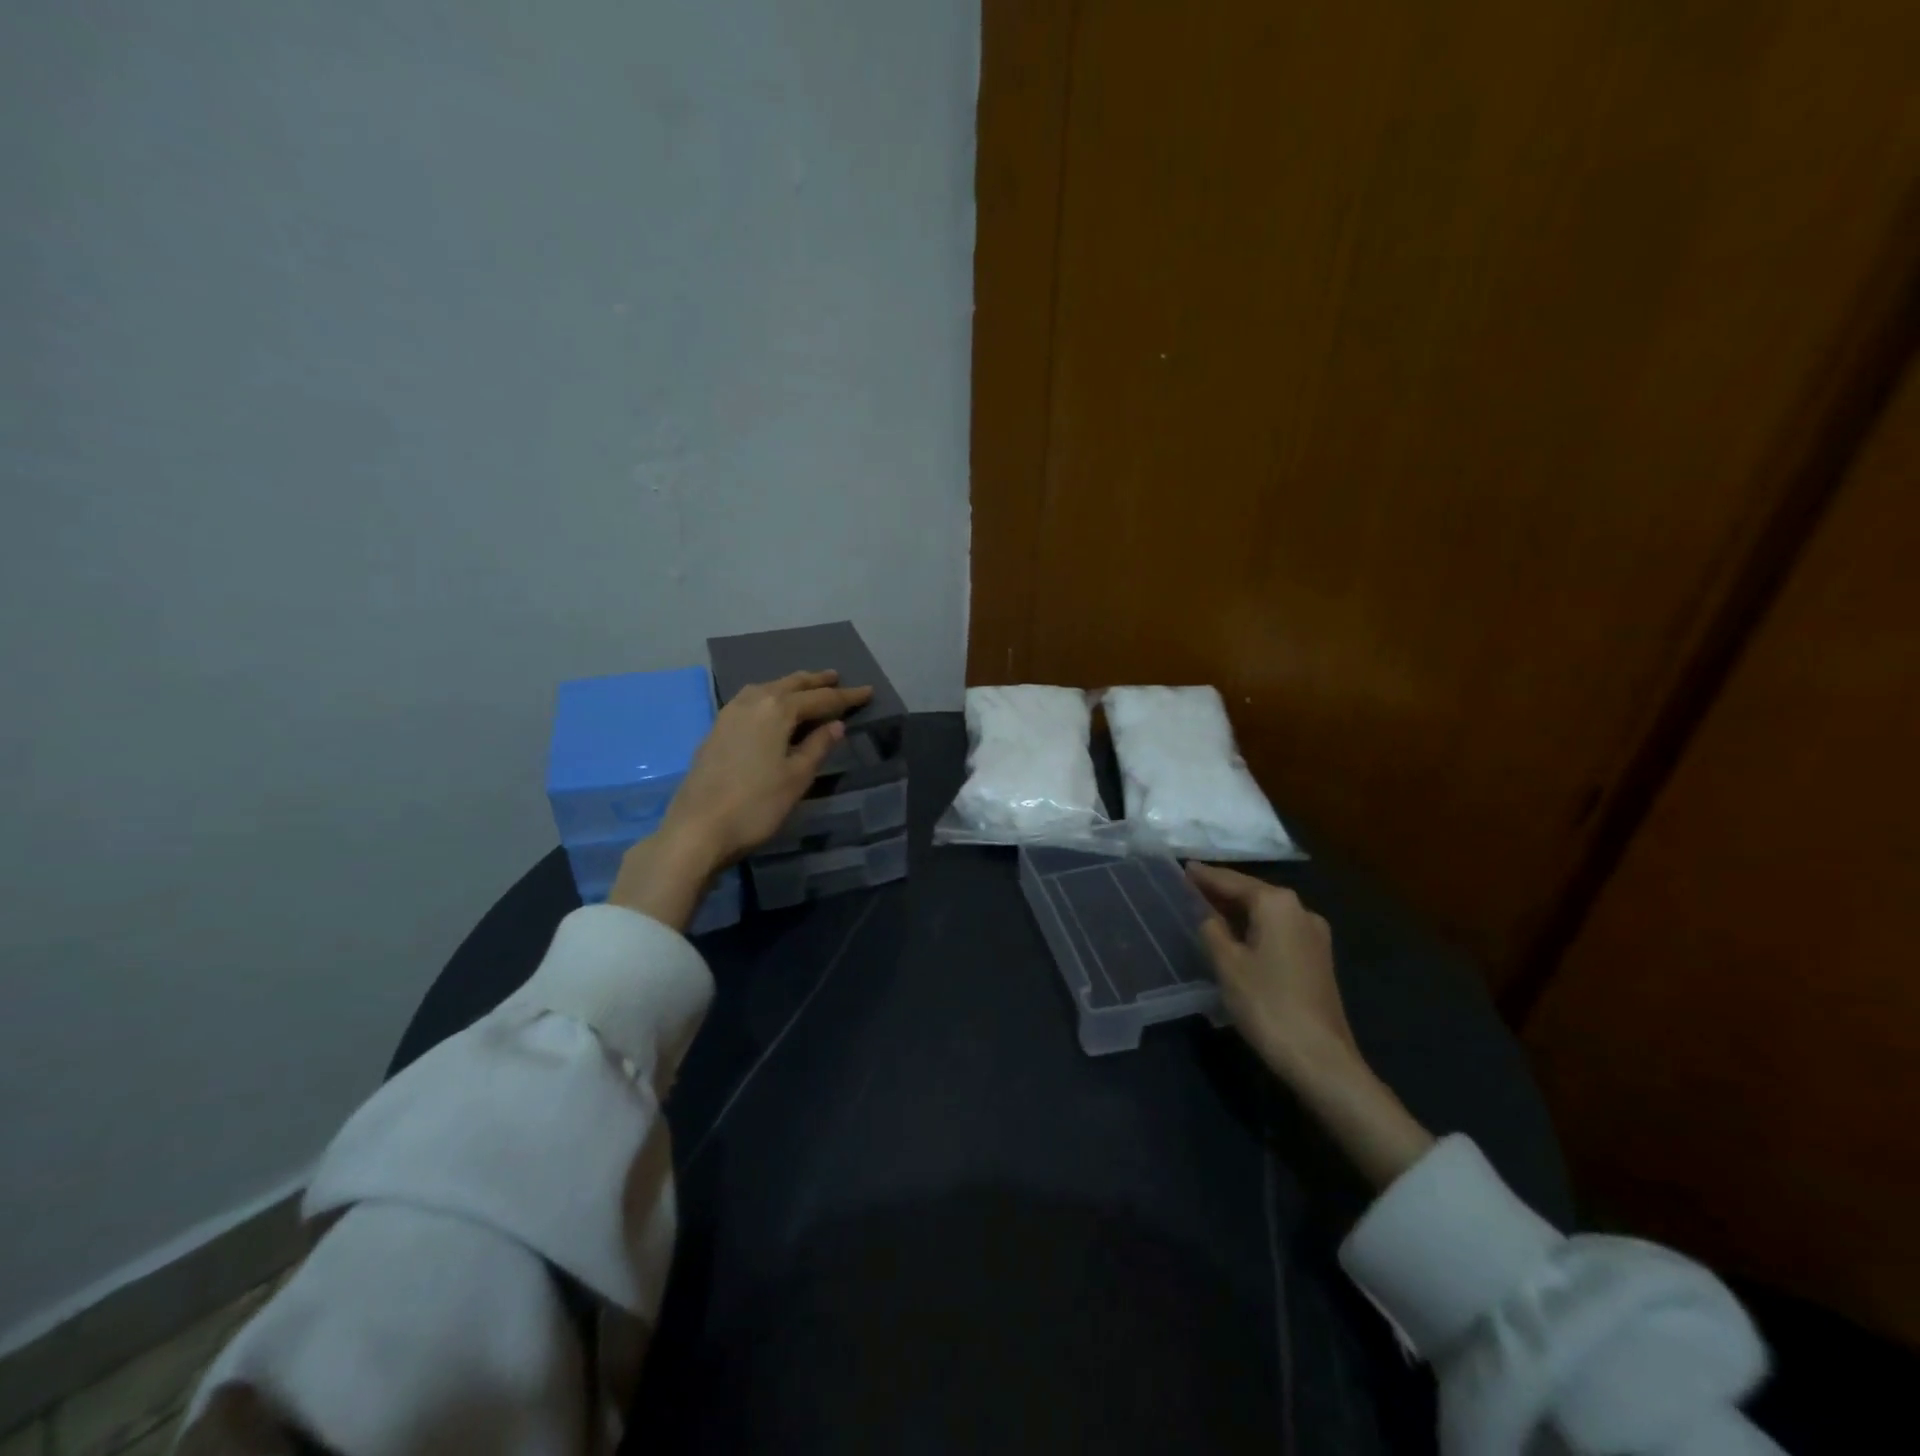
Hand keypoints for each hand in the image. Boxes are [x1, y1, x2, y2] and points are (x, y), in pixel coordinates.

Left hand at [608, 670, 871, 929]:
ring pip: (766, 688)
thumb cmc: (756, 805)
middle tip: (837, 678)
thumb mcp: (796, 778)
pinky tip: (770, 708)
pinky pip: (750, 700)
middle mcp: (752, 702)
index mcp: (777, 710)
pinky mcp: (716, 730)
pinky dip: (769, 696)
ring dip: (790, 685)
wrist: (697, 829)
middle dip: (816, 682)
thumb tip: (836, 724)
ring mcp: (729, 714)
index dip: (846, 697)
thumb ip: (818, 747)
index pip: (820, 698)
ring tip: (806, 687)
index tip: (868, 692)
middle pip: (790, 685)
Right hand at [1187, 863, 1357, 1085]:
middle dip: (1222, 890)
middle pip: (1252, 892)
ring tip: (1206, 908)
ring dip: (1237, 909)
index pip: (1232, 881)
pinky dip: (1254, 926)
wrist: (1320, 1057)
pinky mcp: (1317, 957)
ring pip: (1266, 912)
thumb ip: (1211, 929)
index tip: (1182, 868)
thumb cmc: (1267, 1004)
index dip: (1205, 876)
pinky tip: (1235, 935)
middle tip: (1189, 887)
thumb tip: (1206, 914)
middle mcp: (1300, 910)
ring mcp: (1313, 935)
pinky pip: (1277, 929)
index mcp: (1277, 904)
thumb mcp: (1227, 964)